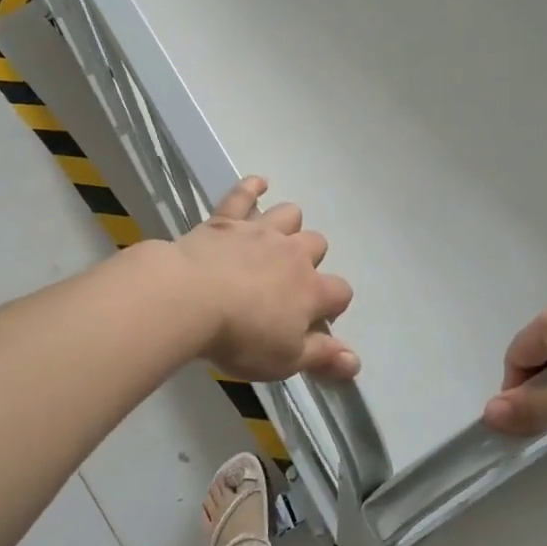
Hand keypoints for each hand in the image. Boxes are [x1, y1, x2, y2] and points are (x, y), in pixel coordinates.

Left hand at [172, 177, 358, 382]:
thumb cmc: (240, 336)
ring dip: (288, 225)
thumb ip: (323, 357)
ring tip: (277, 239)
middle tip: (289, 282)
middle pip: (317, 244)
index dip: (334, 305)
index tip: (317, 320)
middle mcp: (293, 254)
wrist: (189, 299)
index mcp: (311, 290)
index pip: (340, 292)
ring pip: (289, 215)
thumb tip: (356, 362)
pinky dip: (252, 187)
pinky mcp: (226, 220)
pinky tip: (259, 183)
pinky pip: (243, 195)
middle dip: (311, 260)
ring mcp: (260, 232)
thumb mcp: (285, 360)